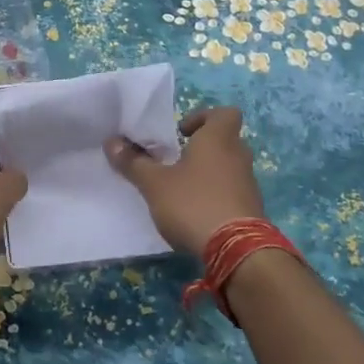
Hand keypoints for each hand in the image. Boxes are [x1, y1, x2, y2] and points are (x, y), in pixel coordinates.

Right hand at [106, 106, 265, 258]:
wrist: (236, 250)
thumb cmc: (193, 203)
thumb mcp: (154, 183)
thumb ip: (133, 162)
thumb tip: (111, 142)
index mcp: (218, 139)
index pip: (224, 113)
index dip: (203, 117)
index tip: (181, 133)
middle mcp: (238, 156)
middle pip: (225, 141)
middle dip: (201, 148)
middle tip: (175, 161)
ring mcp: (249, 184)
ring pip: (228, 167)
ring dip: (208, 173)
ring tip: (181, 190)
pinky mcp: (251, 209)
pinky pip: (232, 192)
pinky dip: (216, 195)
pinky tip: (195, 212)